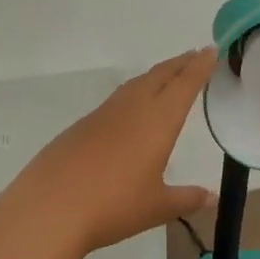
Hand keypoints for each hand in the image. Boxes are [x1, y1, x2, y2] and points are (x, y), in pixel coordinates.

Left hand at [5, 49, 216, 254]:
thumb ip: (186, 199)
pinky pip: (113, 103)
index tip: (210, 50)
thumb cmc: (114, 206)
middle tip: (194, 55)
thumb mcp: (157, 207)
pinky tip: (128, 112)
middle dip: (179, 64)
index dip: (199, 67)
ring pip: (133, 86)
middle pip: (158, 77)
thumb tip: (210, 197)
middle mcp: (130, 109)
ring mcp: (100, 116)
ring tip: (166, 78)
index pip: (183, 85)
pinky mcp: (78, 128)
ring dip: (154, 77)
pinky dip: (130, 95)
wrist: (49, 209)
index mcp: (157, 121)